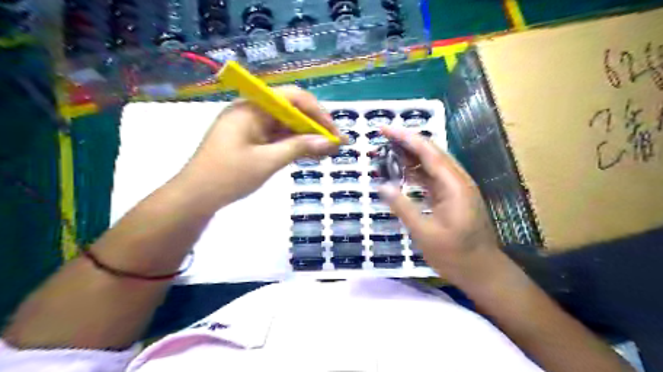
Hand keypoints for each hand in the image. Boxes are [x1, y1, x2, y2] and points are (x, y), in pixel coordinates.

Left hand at [180, 85, 341, 207]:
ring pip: (286, 126)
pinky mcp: (251, 140)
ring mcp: (251, 126)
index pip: (292, 98)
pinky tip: (310, 155)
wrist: (195, 197)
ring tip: (328, 151)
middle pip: (291, 111)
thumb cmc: (228, 176)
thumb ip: (299, 148)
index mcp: (252, 108)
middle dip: (315, 127)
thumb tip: (330, 142)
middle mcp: (252, 111)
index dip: (317, 112)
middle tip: (335, 144)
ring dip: (307, 137)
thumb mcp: (267, 161)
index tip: (333, 131)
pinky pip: (277, 137)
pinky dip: (294, 145)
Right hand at [378, 126, 502, 286]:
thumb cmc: (455, 255)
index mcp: (454, 185)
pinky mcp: (452, 197)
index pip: (428, 152)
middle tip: (382, 138)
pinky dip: (415, 173)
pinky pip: (431, 178)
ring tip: (387, 152)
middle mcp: (457, 180)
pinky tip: (401, 173)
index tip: (384, 129)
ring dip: (410, 157)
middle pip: (430, 153)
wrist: (482, 272)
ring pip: (431, 164)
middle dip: (406, 142)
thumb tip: (382, 186)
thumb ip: (403, 207)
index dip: (405, 137)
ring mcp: (456, 188)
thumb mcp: (425, 233)